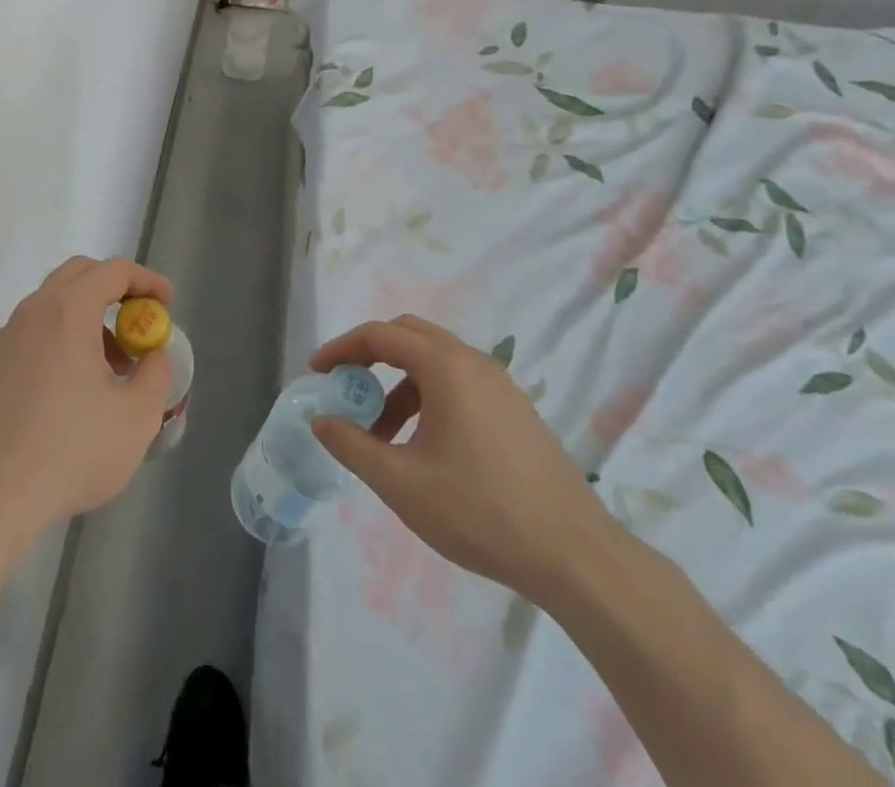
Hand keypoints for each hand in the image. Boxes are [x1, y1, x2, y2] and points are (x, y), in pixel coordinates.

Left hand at [0, 256, 174, 536]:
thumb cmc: (72, 449)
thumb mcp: (136, 416)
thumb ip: (156, 373)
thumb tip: (154, 353)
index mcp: (69, 310)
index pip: (113, 270)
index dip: (147, 280)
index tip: (167, 303)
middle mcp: (34, 310)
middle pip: (79, 274)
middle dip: (115, 289)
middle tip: (138, 323)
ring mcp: (8, 336)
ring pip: (54, 303)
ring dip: (88, 317)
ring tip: (112, 366)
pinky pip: (35, 331)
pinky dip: (62, 337)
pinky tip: (75, 386)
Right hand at [308, 315, 621, 602]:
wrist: (577, 559)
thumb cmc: (481, 511)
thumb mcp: (401, 482)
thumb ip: (352, 444)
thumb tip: (321, 420)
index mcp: (446, 367)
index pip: (380, 335)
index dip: (341, 348)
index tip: (317, 372)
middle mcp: (474, 362)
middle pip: (409, 335)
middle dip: (370, 355)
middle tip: (345, 387)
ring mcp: (501, 386)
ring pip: (435, 361)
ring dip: (398, 383)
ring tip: (381, 434)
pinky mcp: (517, 411)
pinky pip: (459, 383)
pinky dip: (428, 397)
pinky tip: (423, 445)